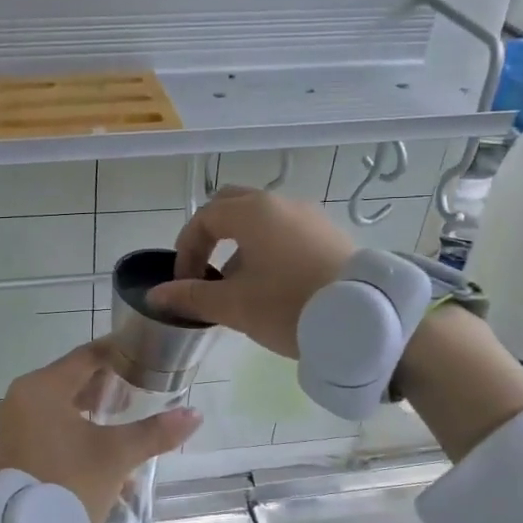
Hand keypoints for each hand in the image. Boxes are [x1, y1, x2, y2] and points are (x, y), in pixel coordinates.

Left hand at [0, 340, 202, 522]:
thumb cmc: (72, 483)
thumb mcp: (118, 455)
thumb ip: (156, 431)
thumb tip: (195, 415)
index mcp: (41, 388)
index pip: (86, 357)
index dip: (119, 354)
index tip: (145, 355)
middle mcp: (21, 398)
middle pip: (72, 379)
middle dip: (108, 385)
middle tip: (141, 388)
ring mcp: (13, 424)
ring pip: (61, 404)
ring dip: (93, 409)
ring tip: (125, 416)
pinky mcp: (14, 446)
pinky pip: (49, 424)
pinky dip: (75, 427)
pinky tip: (103, 444)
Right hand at [147, 187, 355, 357]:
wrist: (365, 319)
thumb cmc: (289, 306)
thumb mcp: (234, 306)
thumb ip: (191, 296)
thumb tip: (156, 296)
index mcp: (252, 212)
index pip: (203, 219)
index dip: (186, 250)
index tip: (184, 284)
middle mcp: (281, 203)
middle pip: (231, 206)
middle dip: (211, 236)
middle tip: (205, 271)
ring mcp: (310, 215)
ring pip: (261, 219)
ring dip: (239, 245)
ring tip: (239, 285)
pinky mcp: (330, 234)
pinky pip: (286, 231)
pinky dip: (267, 248)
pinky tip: (274, 285)